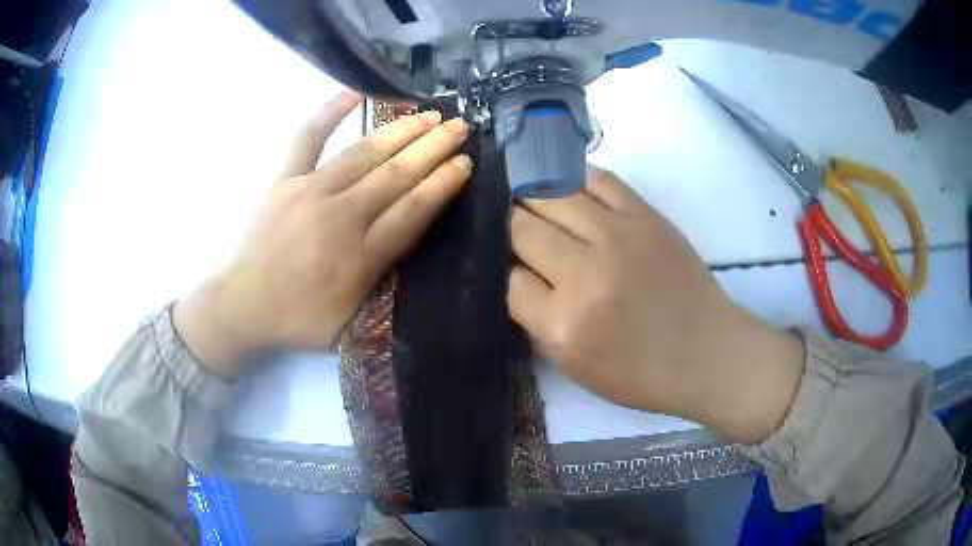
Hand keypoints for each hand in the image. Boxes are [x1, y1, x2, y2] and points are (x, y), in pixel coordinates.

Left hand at [174, 93, 471, 376]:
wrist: (242, 306)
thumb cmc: (299, 319)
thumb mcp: (350, 320)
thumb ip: (380, 281)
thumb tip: (407, 242)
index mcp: (360, 257)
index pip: (413, 210)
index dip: (443, 183)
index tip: (465, 162)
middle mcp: (340, 216)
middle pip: (396, 175)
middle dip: (433, 148)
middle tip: (460, 126)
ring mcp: (309, 192)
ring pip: (363, 153)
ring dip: (400, 131)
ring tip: (428, 114)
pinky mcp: (284, 181)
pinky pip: (307, 139)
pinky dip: (328, 114)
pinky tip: (353, 94)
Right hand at [508, 166, 804, 442]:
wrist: (709, 353)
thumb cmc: (642, 374)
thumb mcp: (575, 366)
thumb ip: (537, 320)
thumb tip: (514, 273)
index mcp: (564, 324)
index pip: (507, 278)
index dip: (500, 269)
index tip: (505, 266)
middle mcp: (585, 273)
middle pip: (521, 226)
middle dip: (507, 226)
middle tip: (508, 228)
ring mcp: (618, 235)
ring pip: (550, 193)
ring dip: (530, 196)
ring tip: (526, 200)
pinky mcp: (646, 215)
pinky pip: (595, 178)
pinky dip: (570, 178)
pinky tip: (562, 185)